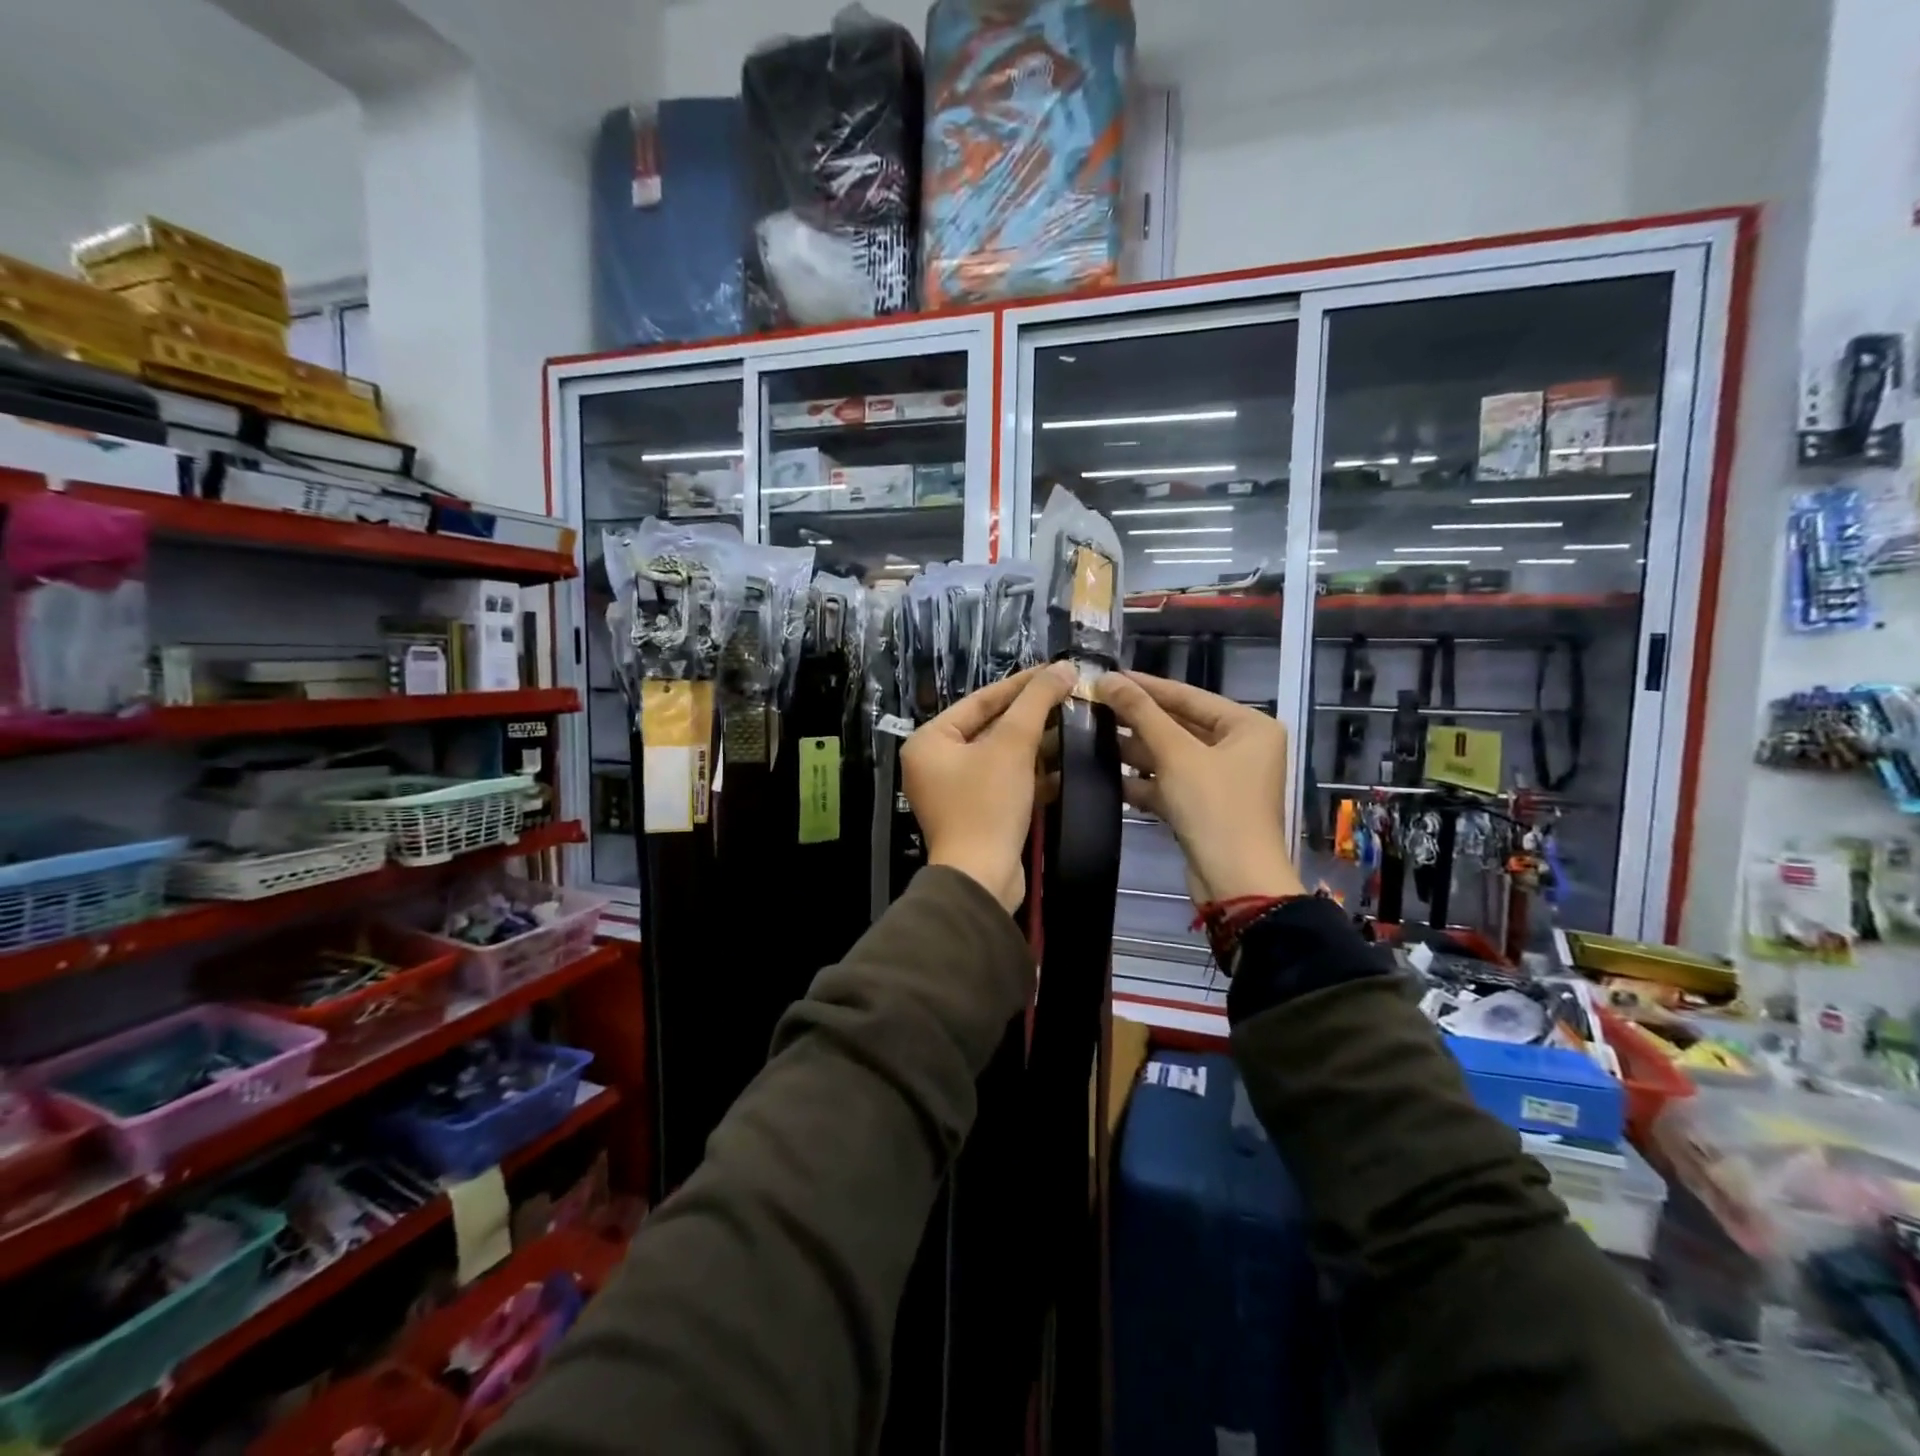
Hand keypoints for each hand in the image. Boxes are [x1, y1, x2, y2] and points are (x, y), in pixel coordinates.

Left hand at [902, 662, 1076, 911]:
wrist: (982, 878)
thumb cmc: (988, 803)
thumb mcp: (1013, 745)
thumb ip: (1037, 702)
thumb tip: (1064, 666)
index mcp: (930, 741)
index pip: (980, 701)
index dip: (1021, 684)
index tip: (1055, 671)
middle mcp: (935, 764)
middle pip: (990, 728)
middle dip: (1031, 717)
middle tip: (1069, 698)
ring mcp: (954, 792)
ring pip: (1001, 757)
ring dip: (1036, 746)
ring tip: (1075, 727)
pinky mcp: (976, 815)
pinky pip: (1004, 784)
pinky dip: (1031, 775)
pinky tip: (1065, 766)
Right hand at [1093, 671, 1303, 905]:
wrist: (1235, 882)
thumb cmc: (1215, 807)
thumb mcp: (1176, 754)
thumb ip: (1141, 713)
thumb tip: (1107, 678)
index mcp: (1249, 726)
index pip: (1189, 696)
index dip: (1146, 686)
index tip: (1107, 676)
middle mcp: (1241, 748)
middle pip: (1180, 725)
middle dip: (1138, 721)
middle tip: (1094, 706)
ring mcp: (1223, 780)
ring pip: (1172, 756)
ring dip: (1136, 751)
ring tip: (1092, 738)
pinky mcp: (1205, 807)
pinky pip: (1171, 783)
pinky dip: (1145, 782)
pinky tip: (1109, 778)